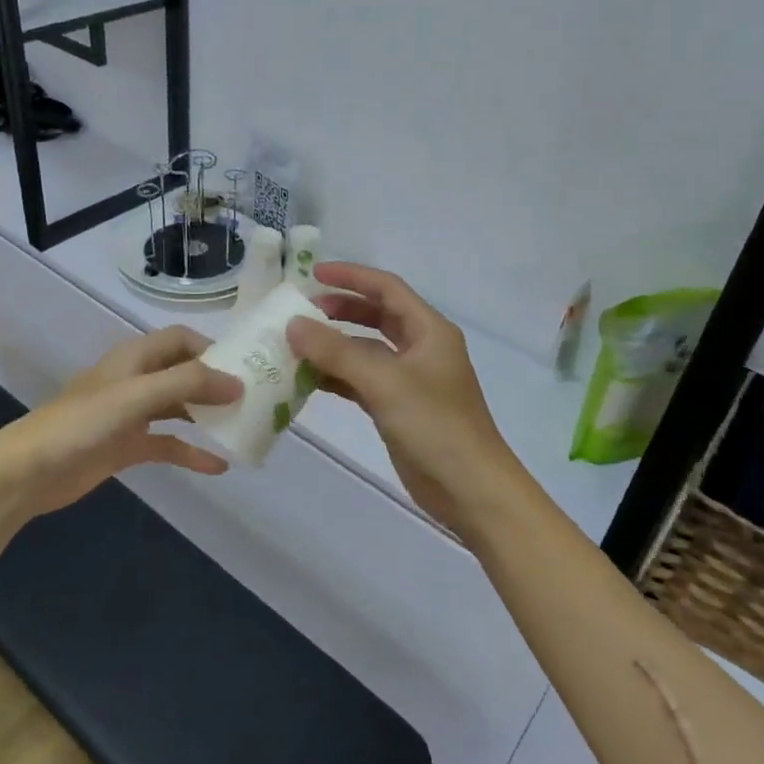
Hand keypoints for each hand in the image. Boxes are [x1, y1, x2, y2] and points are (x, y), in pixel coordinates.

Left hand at [0, 327, 241, 522]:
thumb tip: (238, 384)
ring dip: (207, 416)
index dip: (212, 348)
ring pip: (179, 408)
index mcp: (135, 358)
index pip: (181, 339)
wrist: (29, 472)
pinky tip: (219, 466)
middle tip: (253, 399)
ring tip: (243, 427)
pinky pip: (168, 444)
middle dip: (216, 383)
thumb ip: (187, 385)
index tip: (245, 366)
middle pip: (184, 372)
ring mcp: (132, 415)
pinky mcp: (127, 446)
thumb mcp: (136, 397)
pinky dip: (191, 452)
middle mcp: (136, 380)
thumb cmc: (81, 424)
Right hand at [287, 263, 527, 542]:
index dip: (351, 277)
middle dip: (340, 310)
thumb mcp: (384, 382)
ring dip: (334, 346)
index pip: (387, 288)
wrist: (469, 489)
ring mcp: (410, 380)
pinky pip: (362, 381)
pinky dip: (338, 377)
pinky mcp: (399, 408)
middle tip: (301, 312)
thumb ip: (337, 352)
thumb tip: (293, 325)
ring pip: (367, 351)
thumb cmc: (435, 425)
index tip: (312, 275)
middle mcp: (421, 348)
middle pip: (377, 316)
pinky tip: (307, 379)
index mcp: (429, 330)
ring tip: (295, 344)